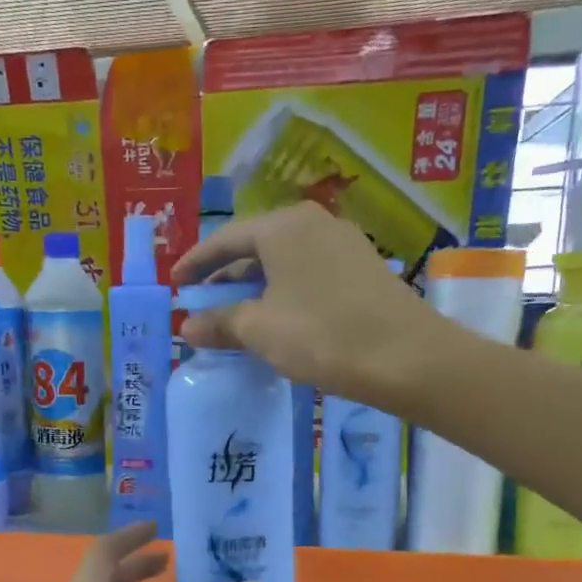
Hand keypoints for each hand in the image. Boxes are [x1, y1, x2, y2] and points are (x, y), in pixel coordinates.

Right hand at [171, 201, 442, 408]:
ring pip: (283, 263)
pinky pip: (307, 275)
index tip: (174, 285)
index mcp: (283, 226)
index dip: (195, 263)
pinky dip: (283, 294)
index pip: (225, 239)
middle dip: (225, 278)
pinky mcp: (362, 270)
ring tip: (235, 318)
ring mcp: (343, 244)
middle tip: (202, 305)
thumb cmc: (321, 335)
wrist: (406, 358)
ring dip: (254, 289)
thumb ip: (219, 323)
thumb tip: (186, 327)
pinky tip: (277, 322)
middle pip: (255, 247)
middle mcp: (313, 224)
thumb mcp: (260, 330)